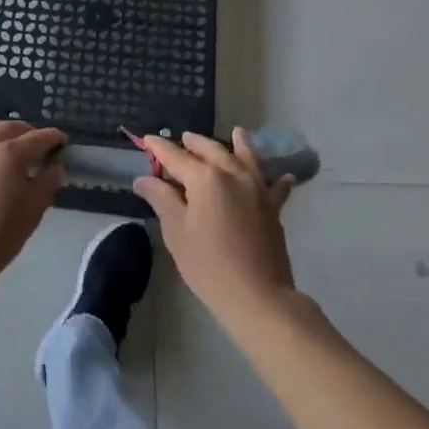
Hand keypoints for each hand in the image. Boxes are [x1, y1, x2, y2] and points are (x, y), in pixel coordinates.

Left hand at [0, 120, 66, 297]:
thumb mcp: (32, 212)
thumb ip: (47, 183)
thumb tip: (56, 165)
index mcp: (11, 153)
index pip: (38, 137)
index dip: (53, 138)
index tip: (63, 142)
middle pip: (11, 127)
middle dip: (29, 132)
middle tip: (40, 146)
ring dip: (6, 132)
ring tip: (15, 146)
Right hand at [135, 129, 296, 326]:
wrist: (257, 296)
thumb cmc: (208, 264)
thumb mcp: (176, 231)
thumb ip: (161, 199)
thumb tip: (144, 179)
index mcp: (205, 177)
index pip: (176, 156)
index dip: (159, 148)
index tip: (147, 140)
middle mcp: (233, 174)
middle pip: (211, 150)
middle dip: (195, 143)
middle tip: (183, 138)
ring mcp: (257, 189)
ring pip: (247, 158)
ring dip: (239, 144)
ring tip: (237, 132)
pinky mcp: (273, 208)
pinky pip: (275, 186)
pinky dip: (276, 178)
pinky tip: (284, 176)